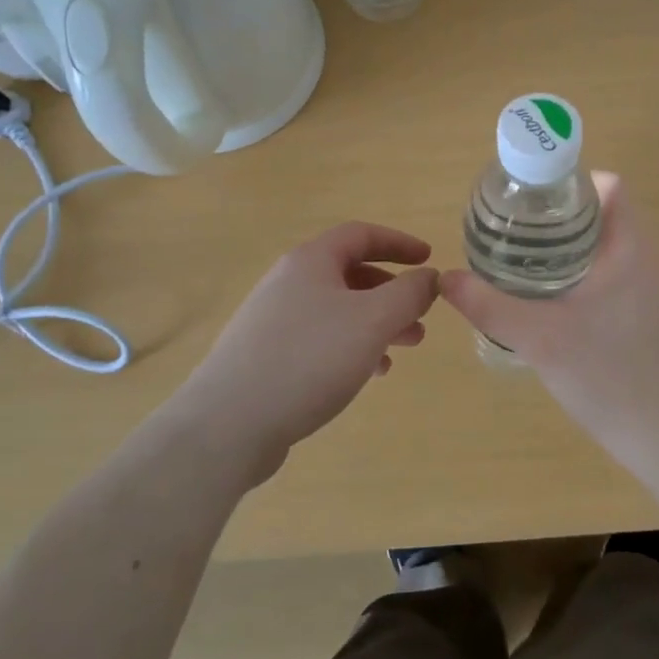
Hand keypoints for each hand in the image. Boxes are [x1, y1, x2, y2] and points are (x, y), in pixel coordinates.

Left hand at [175, 223, 439, 483]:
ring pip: (337, 310)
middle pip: (350, 273)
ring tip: (404, 349)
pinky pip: (319, 339)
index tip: (430, 260)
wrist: (228, 424)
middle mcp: (288, 282)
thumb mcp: (373, 321)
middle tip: (421, 317)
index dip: (399, 242)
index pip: (361, 234)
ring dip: (375, 323)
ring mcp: (273, 319)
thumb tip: (430, 276)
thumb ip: (409, 293)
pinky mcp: (265, 356)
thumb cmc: (309, 360)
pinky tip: (368, 373)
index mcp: (311, 262)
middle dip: (392, 292)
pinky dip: (350, 347)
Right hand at [439, 174, 658, 456]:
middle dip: (564, 216)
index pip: (611, 186)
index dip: (572, 183)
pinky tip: (562, 304)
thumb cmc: (607, 377)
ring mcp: (658, 288)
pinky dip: (592, 273)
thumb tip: (446, 278)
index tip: (533, 202)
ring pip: (614, 246)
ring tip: (532, 264)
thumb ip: (489, 305)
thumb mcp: (538, 339)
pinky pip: (622, 273)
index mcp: (631, 248)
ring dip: (577, 246)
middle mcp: (651, 259)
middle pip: (608, 213)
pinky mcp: (657, 314)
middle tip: (520, 233)